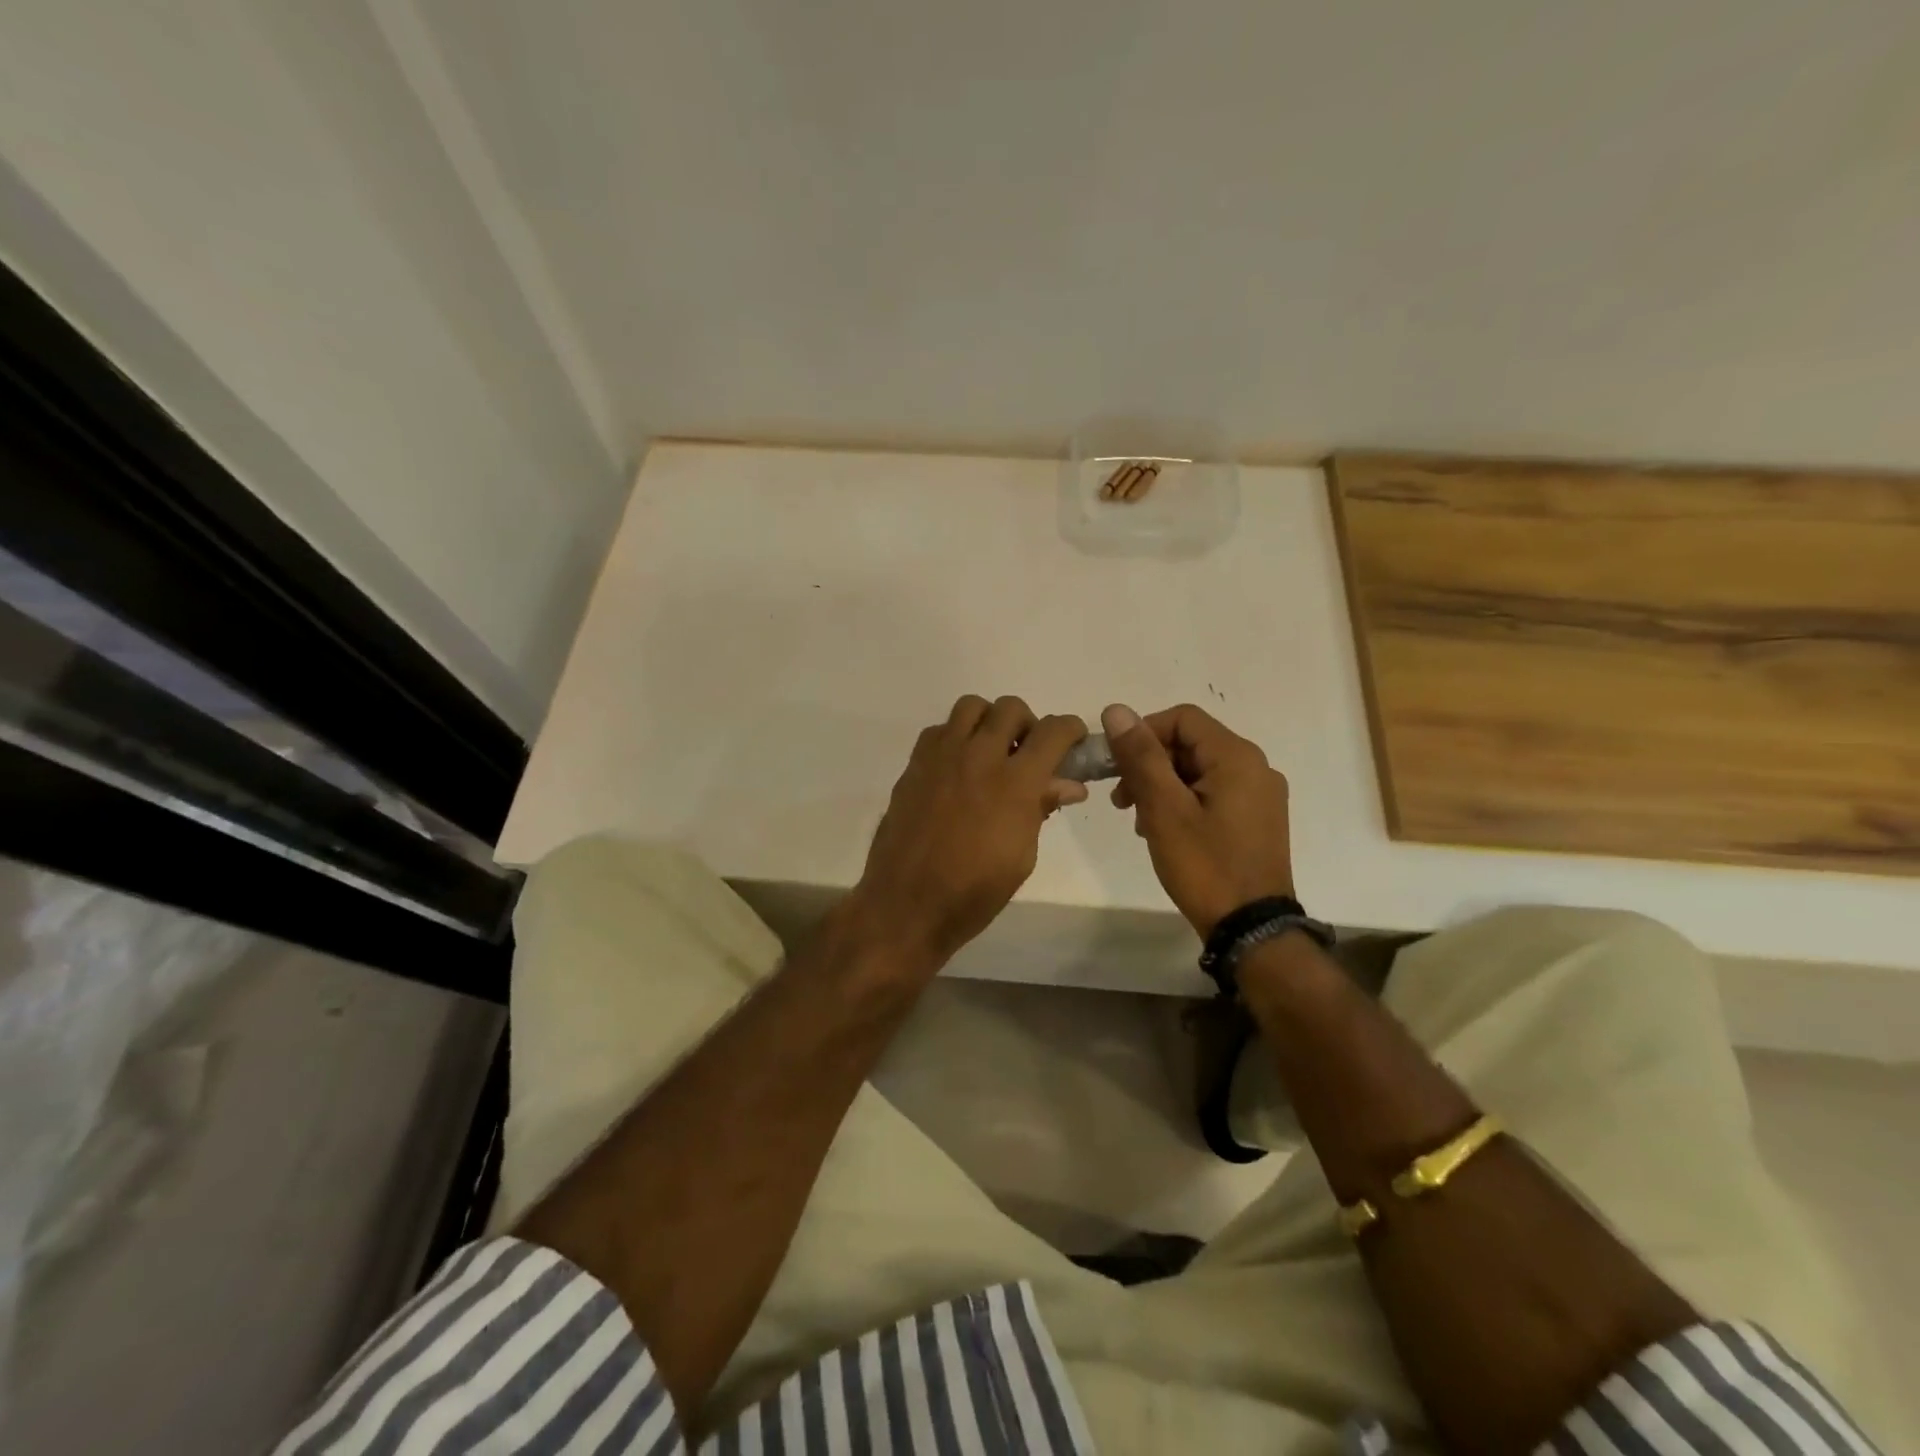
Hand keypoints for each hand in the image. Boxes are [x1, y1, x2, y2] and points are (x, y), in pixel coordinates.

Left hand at [851, 696, 1088, 966]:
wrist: (907, 904)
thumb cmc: (974, 891)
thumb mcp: (1022, 856)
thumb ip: (1041, 809)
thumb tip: (1068, 785)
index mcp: (1015, 783)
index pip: (1052, 732)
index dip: (1070, 729)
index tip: (1073, 740)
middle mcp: (979, 757)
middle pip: (1011, 708)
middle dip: (1028, 724)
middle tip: (1027, 753)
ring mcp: (942, 757)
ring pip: (971, 706)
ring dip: (989, 721)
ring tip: (990, 751)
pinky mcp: (914, 765)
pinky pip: (939, 730)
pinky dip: (955, 737)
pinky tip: (957, 767)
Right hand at [1102, 702, 1293, 936]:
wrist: (1251, 929)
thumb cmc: (1204, 865)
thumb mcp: (1164, 808)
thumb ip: (1141, 756)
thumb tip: (1116, 710)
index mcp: (1237, 757)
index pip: (1181, 718)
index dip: (1143, 733)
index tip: (1116, 766)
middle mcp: (1255, 767)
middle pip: (1190, 744)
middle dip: (1149, 764)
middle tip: (1121, 801)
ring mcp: (1260, 795)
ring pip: (1198, 770)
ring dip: (1162, 786)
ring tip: (1139, 820)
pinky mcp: (1257, 820)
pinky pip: (1212, 793)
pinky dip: (1183, 802)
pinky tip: (1164, 831)